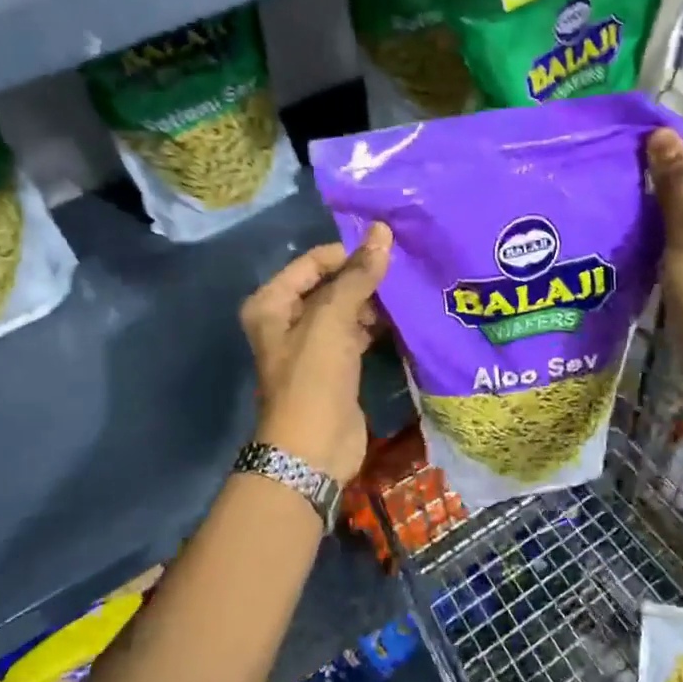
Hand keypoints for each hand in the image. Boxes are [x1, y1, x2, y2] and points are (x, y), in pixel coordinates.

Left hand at [239, 224, 392, 481]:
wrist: (313, 450)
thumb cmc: (314, 378)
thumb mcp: (332, 320)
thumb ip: (358, 275)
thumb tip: (382, 231)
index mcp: (272, 302)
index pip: (314, 262)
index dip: (348, 254)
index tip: (388, 252)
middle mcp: (287, 319)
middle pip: (331, 284)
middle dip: (364, 277)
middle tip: (404, 270)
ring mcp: (312, 344)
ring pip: (347, 309)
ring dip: (374, 302)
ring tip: (409, 291)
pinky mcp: (336, 366)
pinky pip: (357, 333)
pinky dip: (376, 325)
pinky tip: (404, 318)